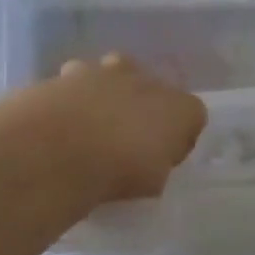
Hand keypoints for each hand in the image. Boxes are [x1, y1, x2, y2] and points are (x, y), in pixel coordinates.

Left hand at [52, 54, 206, 202]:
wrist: (61, 148)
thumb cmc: (119, 170)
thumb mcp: (151, 183)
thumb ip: (155, 164)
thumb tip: (148, 160)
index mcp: (180, 108)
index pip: (193, 115)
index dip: (179, 136)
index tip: (164, 158)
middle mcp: (147, 80)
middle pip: (153, 88)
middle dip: (143, 106)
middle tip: (127, 137)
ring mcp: (107, 71)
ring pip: (114, 73)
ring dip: (108, 92)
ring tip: (92, 124)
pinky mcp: (70, 72)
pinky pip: (77, 80)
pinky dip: (73, 96)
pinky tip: (62, 119)